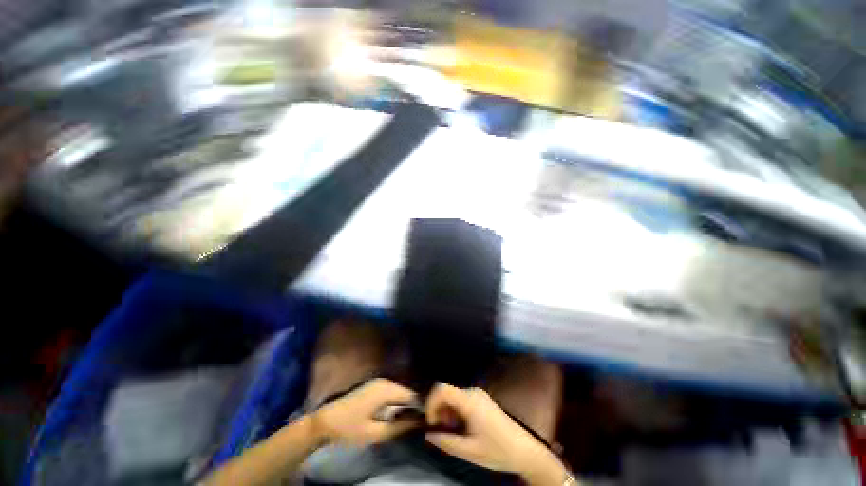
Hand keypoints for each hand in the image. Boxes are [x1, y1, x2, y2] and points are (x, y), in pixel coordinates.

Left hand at [311, 379, 419, 445]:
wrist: (325, 421)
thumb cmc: (348, 428)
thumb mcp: (374, 433)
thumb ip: (399, 428)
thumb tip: (419, 423)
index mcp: (386, 390)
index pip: (412, 395)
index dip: (422, 407)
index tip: (429, 420)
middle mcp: (385, 381)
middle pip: (408, 391)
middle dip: (416, 405)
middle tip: (424, 420)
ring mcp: (380, 382)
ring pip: (401, 391)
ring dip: (408, 403)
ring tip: (416, 418)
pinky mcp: (375, 386)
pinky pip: (394, 391)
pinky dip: (400, 401)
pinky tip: (402, 412)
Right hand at [425, 384, 557, 477]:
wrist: (524, 451)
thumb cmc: (497, 451)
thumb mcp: (469, 451)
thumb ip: (446, 442)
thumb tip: (428, 435)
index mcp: (470, 401)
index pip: (442, 389)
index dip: (431, 403)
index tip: (431, 423)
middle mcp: (473, 392)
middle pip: (447, 393)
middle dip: (439, 411)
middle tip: (442, 432)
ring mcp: (479, 395)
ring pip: (454, 397)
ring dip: (447, 413)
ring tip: (452, 433)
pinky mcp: (482, 400)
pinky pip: (462, 400)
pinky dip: (456, 412)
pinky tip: (462, 428)